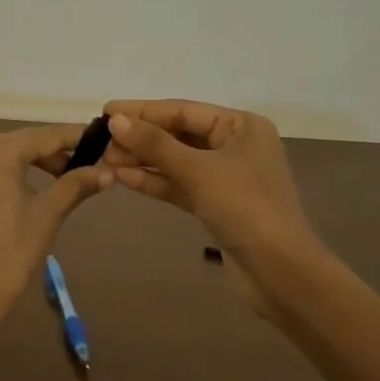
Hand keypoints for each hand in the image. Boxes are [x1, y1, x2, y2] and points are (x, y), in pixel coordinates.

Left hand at [0, 126, 112, 333]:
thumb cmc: (11, 256)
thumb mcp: (47, 216)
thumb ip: (75, 186)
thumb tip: (107, 171)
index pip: (42, 136)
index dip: (72, 137)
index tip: (96, 141)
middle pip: (13, 146)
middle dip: (45, 155)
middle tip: (73, 171)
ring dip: (16, 170)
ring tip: (40, 190)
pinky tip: (0, 212)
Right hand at [100, 100, 314, 260]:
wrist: (279, 270)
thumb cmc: (244, 208)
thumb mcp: (197, 171)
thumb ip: (155, 144)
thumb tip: (115, 120)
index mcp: (242, 126)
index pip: (184, 110)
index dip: (143, 110)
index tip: (106, 110)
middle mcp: (236, 146)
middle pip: (179, 134)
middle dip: (141, 138)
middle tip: (100, 141)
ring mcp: (227, 177)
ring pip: (177, 162)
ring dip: (143, 161)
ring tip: (105, 160)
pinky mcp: (217, 205)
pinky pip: (181, 185)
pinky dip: (155, 182)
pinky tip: (124, 179)